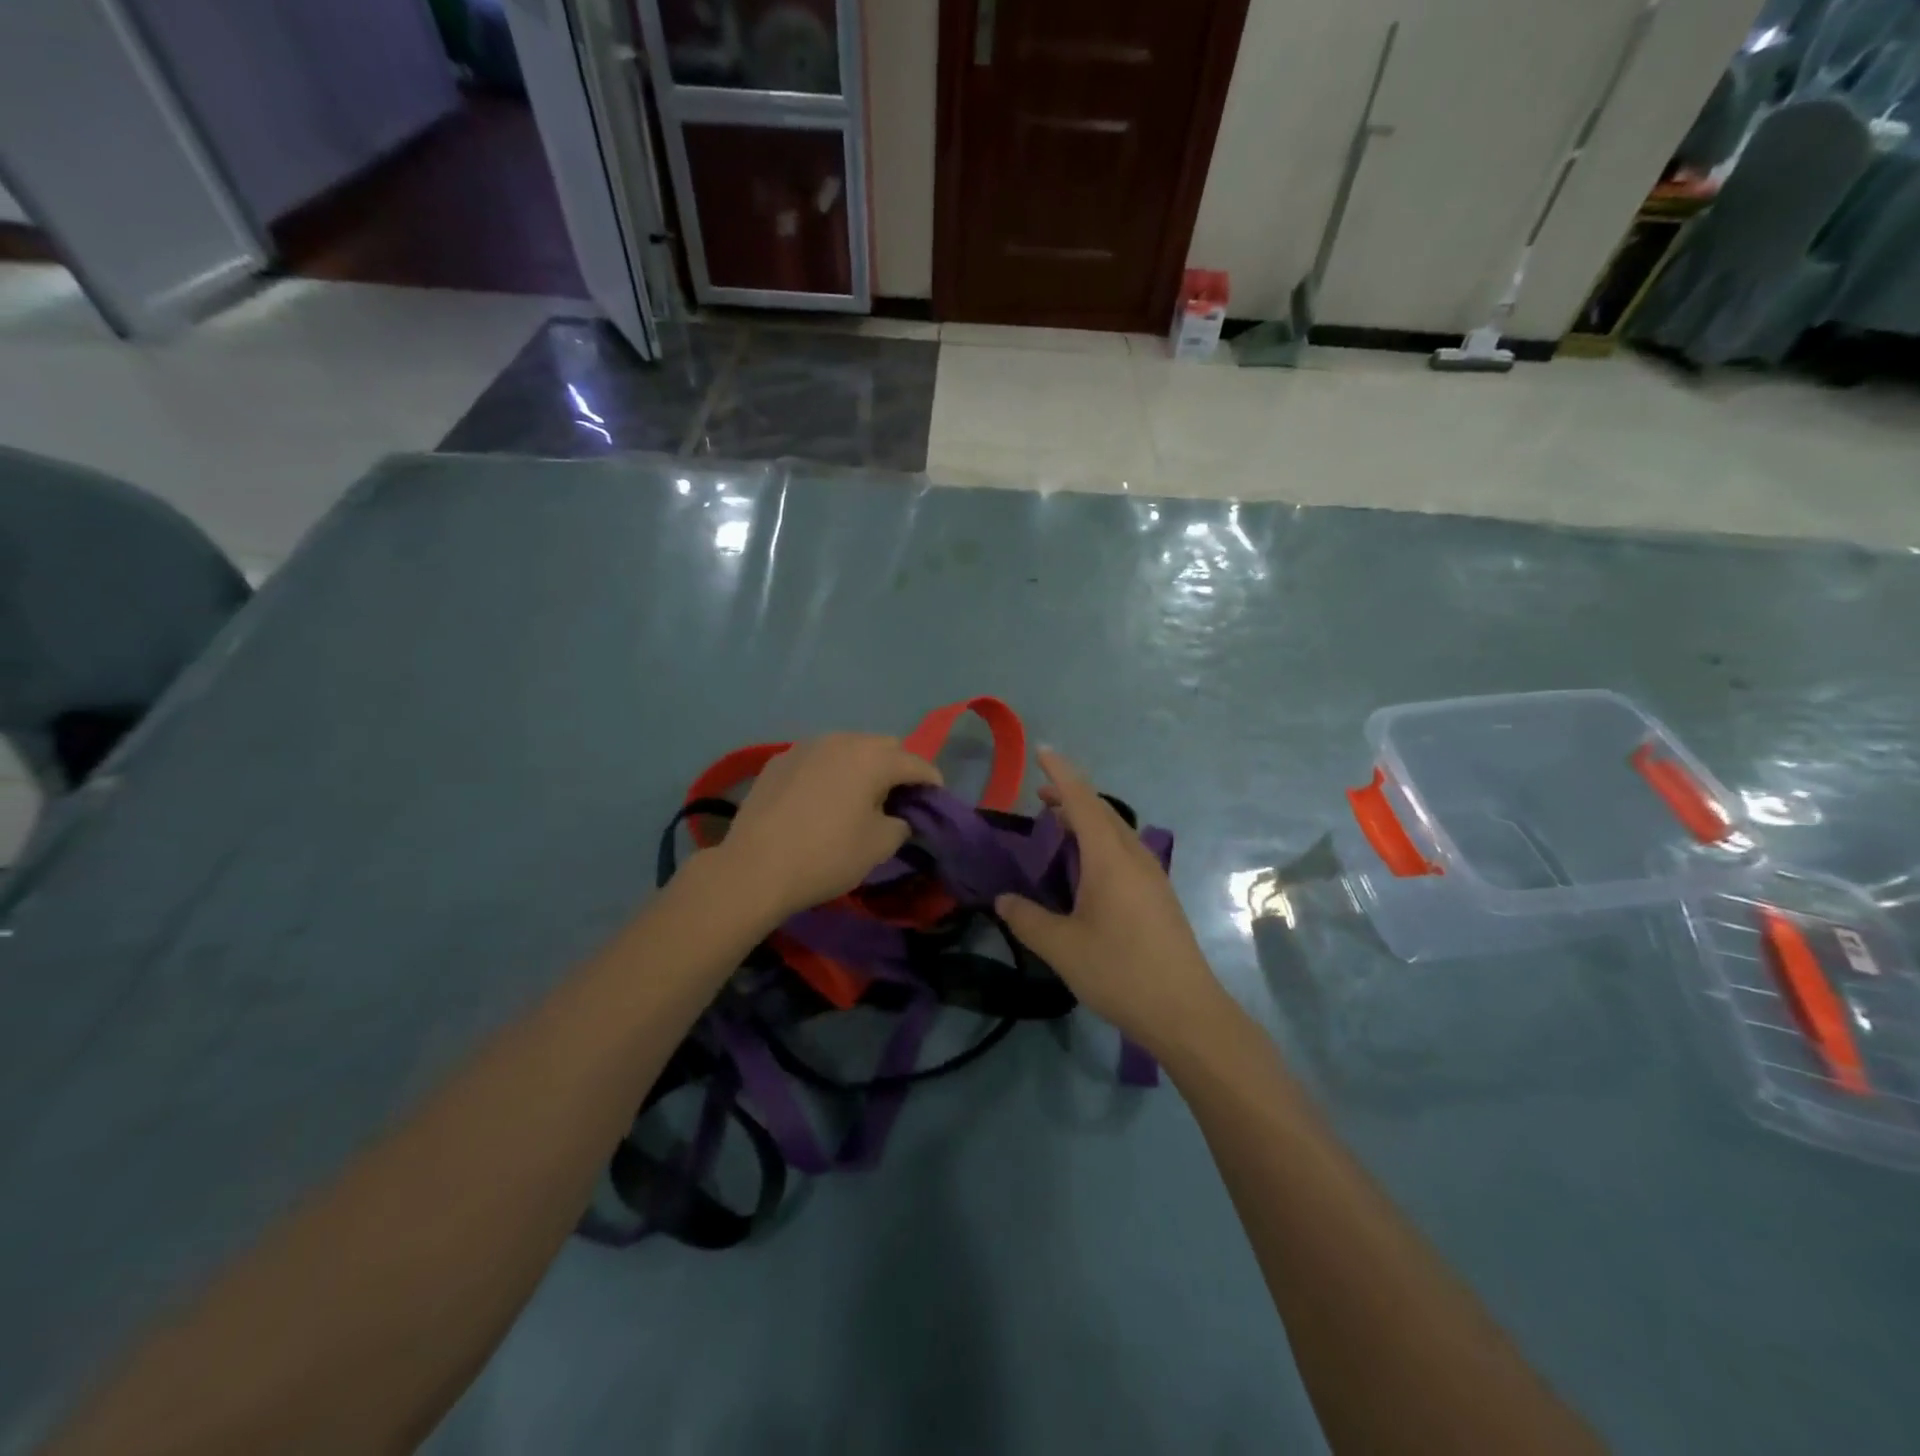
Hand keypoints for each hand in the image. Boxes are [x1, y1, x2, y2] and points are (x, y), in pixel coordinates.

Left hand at [711, 733, 941, 922]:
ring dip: (862, 765)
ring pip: (848, 747)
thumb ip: (901, 824)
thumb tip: (898, 817)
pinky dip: (830, 771)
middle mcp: (841, 740)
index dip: (932, 781)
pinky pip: (817, 758)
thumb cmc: (826, 856)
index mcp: (872, 758)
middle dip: (898, 767)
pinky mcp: (778, 760)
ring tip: (859, 796)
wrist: (754, 867)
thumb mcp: (878, 847)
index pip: (916, 762)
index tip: (936, 800)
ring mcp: (805, 746)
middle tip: (898, 798)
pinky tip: (822, 798)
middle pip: (883, 745)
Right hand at [996, 750, 1228, 1057]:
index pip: (1082, 801)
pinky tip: (1088, 869)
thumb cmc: (1120, 972)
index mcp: (1110, 859)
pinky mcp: (1159, 896)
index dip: (1061, 774)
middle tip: (1039, 795)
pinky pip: (1126, 851)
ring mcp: (1152, 876)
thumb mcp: (1062, 948)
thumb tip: (1003, 901)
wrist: (1186, 1012)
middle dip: (1072, 795)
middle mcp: (1134, 857)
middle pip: (1102, 812)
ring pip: (1117, 831)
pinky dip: (1101, 842)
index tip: (1043, 750)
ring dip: (1088, 820)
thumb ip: (1027, 920)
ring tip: (1059, 827)